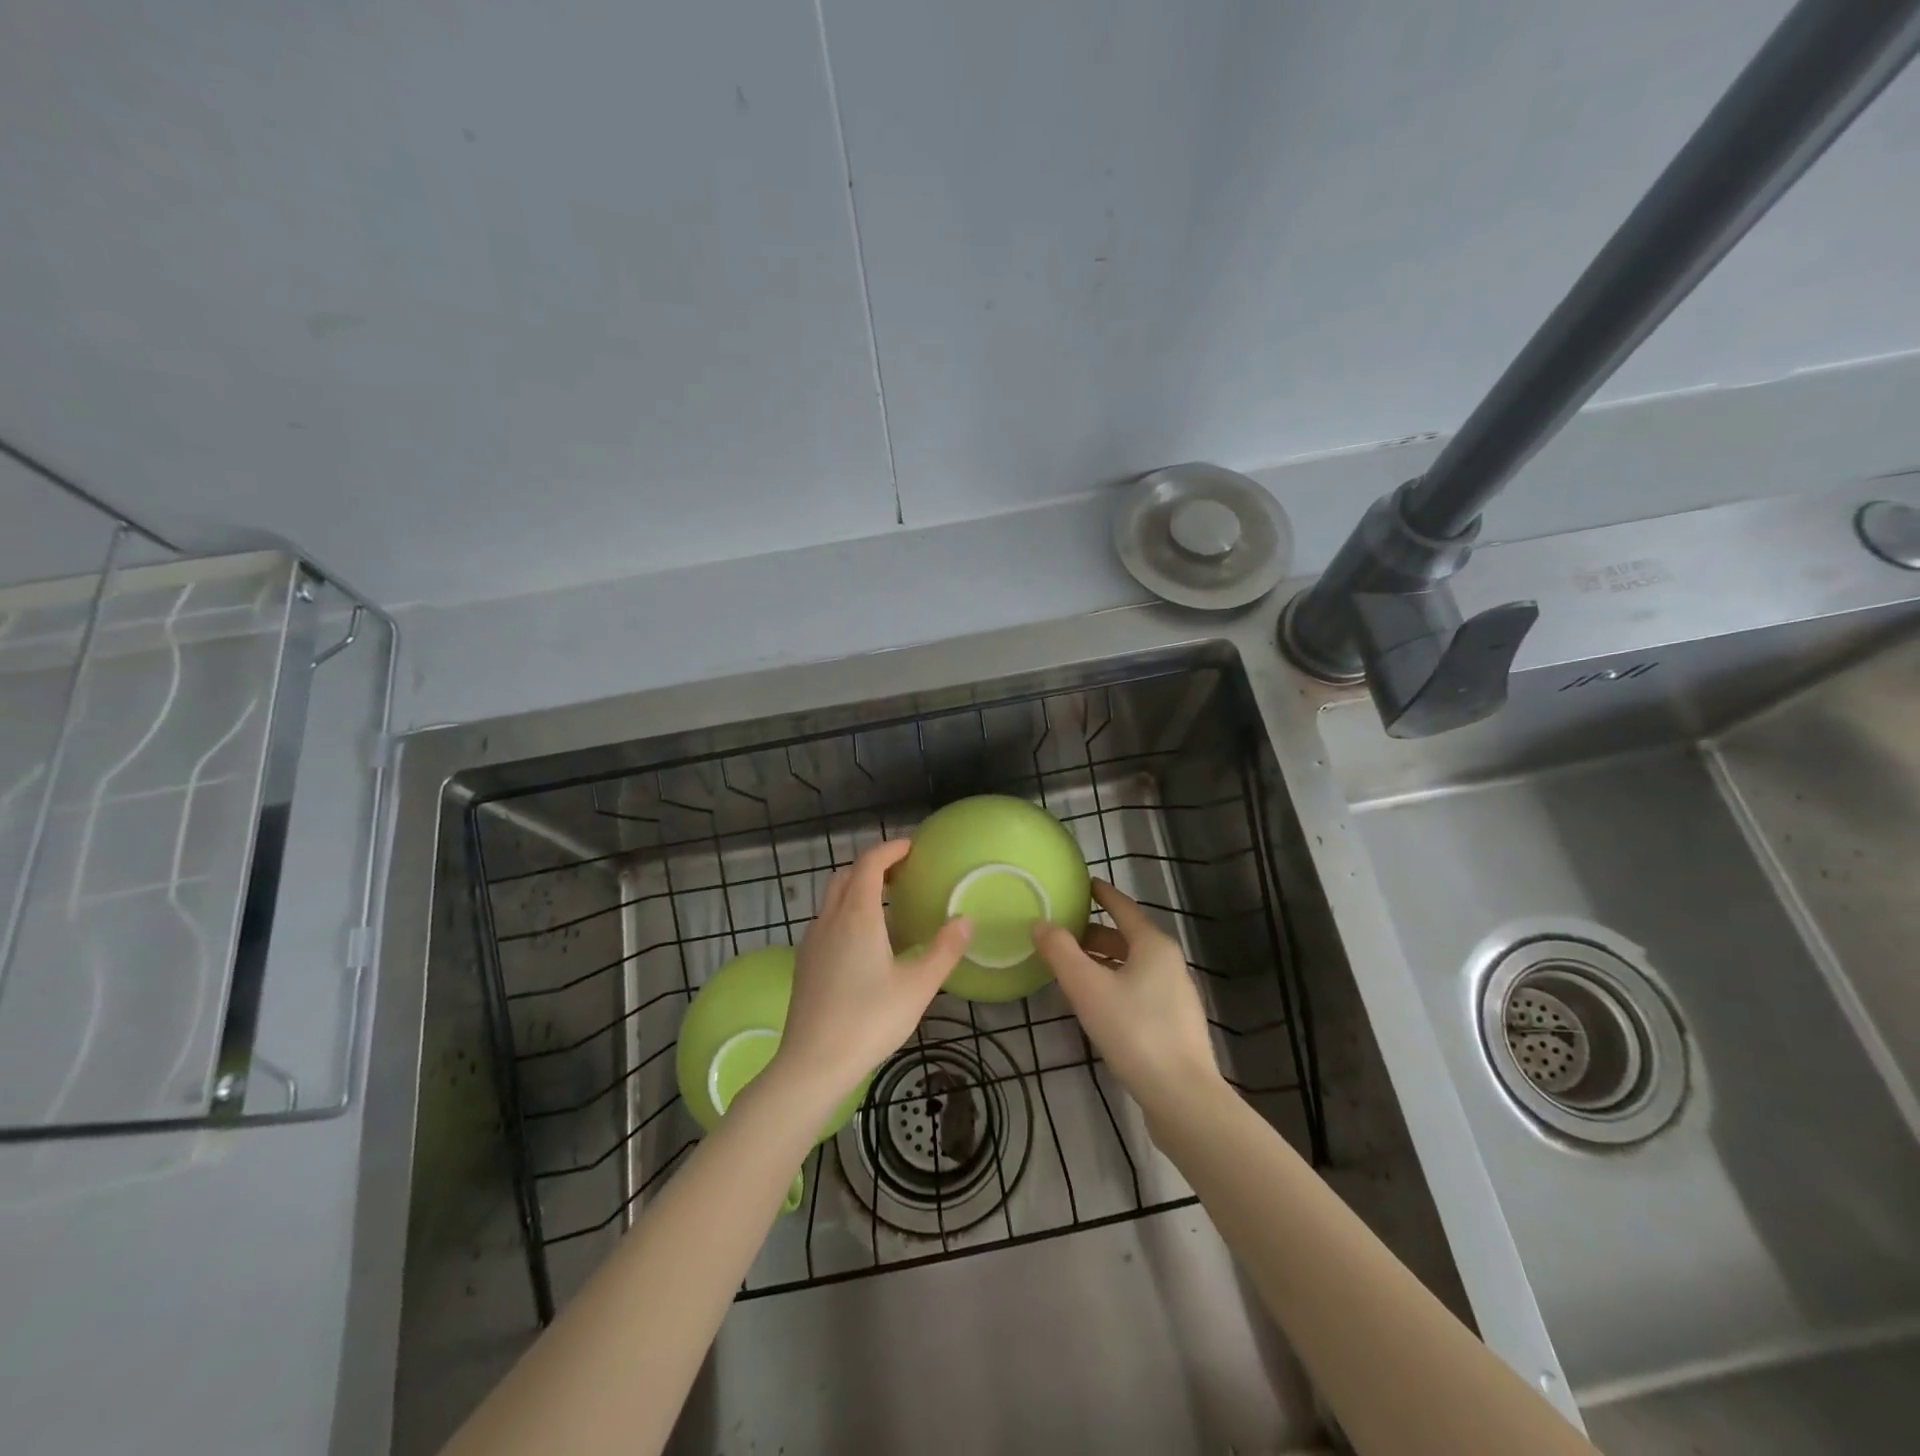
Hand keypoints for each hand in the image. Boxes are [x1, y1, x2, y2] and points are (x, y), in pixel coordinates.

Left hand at [772, 840, 972, 1102]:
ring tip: (887, 906)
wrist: (812, 1064)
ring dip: (857, 889)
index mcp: (857, 915)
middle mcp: (830, 919)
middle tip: (902, 874)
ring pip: (832, 899)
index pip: (869, 863)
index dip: (890, 849)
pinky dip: (846, 913)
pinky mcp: (804, 962)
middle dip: (872, 866)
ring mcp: (812, 941)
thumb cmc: (869, 1020)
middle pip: (846, 875)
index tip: (911, 847)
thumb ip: (944, 950)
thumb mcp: (917, 987)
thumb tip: (965, 919)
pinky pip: (826, 921)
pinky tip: (864, 943)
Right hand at [1032, 880, 1219, 1114]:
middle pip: (1127, 938)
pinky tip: (1095, 1004)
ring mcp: (1175, 995)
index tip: (1082, 884)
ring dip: (1102, 962)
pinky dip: (1114, 985)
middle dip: (1094, 934)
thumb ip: (1061, 952)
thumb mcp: (1087, 988)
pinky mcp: (1173, 1025)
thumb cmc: (1134, 1031)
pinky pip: (1138, 990)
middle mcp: (1169, 963)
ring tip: (1070, 969)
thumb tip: (1040, 923)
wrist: (1182, 1097)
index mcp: (1153, 945)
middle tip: (1061, 934)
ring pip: (1132, 966)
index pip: (1123, 908)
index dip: (1101, 894)